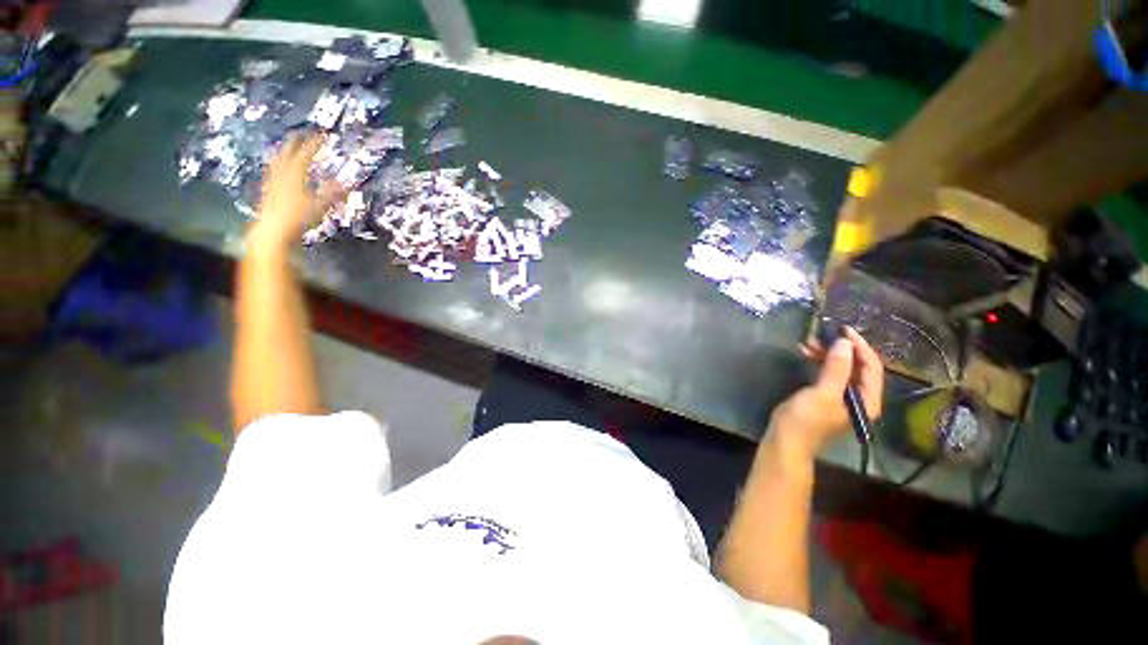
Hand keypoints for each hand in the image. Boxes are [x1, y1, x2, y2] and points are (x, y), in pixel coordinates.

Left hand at [250, 133, 343, 246]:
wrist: (272, 230)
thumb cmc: (298, 218)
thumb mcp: (320, 206)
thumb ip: (333, 193)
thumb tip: (349, 183)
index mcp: (294, 173)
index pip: (306, 153)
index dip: (315, 143)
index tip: (324, 136)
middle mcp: (281, 172)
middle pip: (288, 151)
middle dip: (296, 141)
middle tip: (304, 133)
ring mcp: (273, 180)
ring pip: (278, 159)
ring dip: (285, 150)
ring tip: (290, 146)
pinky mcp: (269, 189)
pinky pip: (273, 169)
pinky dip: (279, 163)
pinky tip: (279, 167)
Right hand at [768, 327, 883, 459]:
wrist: (786, 440)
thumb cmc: (807, 419)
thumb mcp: (823, 393)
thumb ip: (836, 368)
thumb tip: (845, 342)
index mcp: (867, 400)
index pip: (872, 367)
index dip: (859, 346)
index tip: (843, 330)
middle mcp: (860, 397)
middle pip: (857, 366)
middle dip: (841, 349)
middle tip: (822, 334)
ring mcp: (842, 397)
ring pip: (841, 368)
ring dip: (827, 354)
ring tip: (808, 342)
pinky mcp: (825, 395)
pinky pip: (828, 373)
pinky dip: (819, 361)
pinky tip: (805, 353)